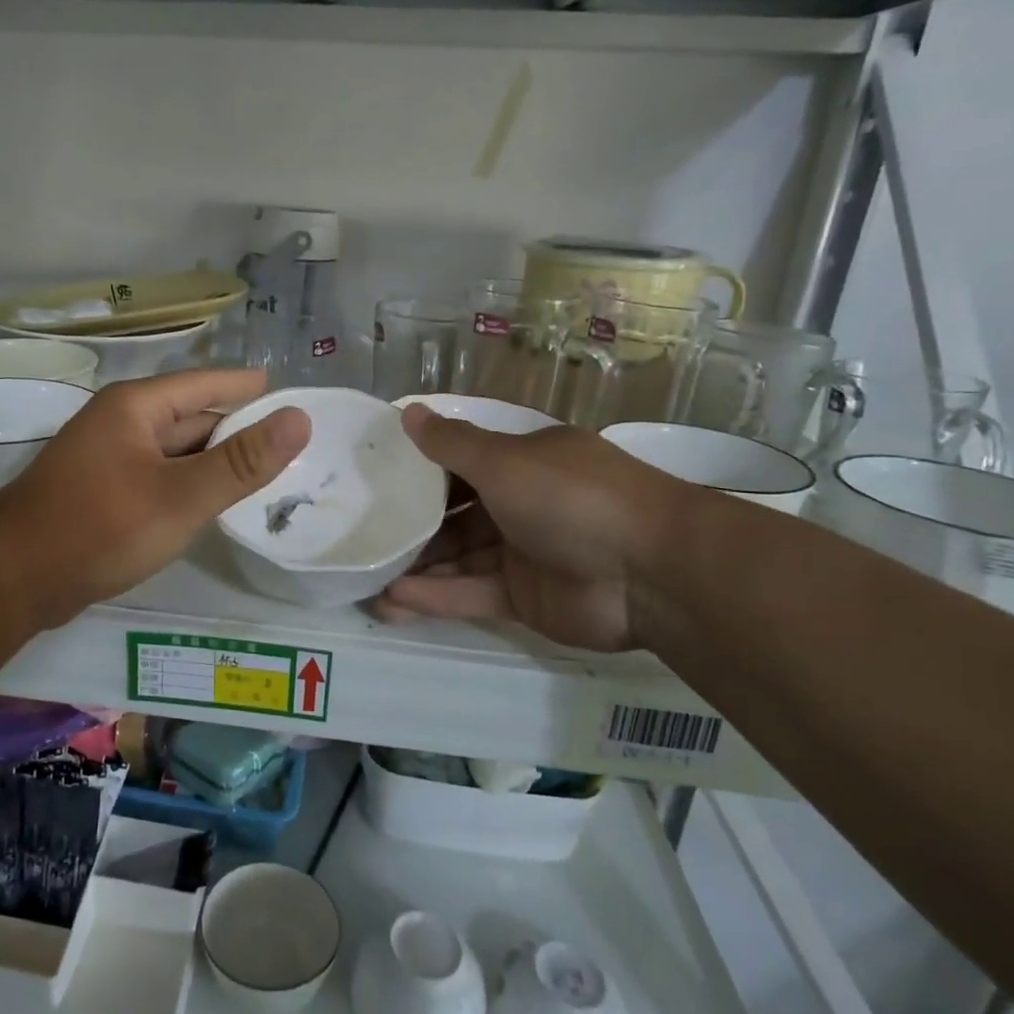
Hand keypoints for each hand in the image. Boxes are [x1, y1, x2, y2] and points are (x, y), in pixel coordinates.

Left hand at [0, 368, 309, 628]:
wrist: (14, 578)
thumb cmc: (100, 527)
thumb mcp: (182, 496)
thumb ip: (242, 462)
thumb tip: (299, 419)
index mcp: (137, 406)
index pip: (207, 384)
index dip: (248, 388)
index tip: (289, 393)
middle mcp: (121, 422)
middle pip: (192, 417)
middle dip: (238, 430)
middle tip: (291, 443)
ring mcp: (109, 458)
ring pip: (176, 451)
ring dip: (215, 460)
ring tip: (266, 472)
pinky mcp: (103, 492)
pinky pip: (160, 477)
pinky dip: (190, 485)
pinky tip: (215, 502)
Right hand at [373, 406, 686, 651]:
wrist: (650, 572)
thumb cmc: (570, 497)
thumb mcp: (503, 460)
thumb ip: (451, 444)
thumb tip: (408, 412)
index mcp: (523, 463)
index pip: (462, 465)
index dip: (421, 472)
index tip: (376, 480)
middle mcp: (521, 504)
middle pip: (455, 515)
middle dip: (413, 527)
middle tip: (363, 537)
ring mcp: (522, 553)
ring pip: (458, 558)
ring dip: (416, 567)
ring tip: (366, 578)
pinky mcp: (523, 598)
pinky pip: (470, 592)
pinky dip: (434, 596)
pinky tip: (392, 601)